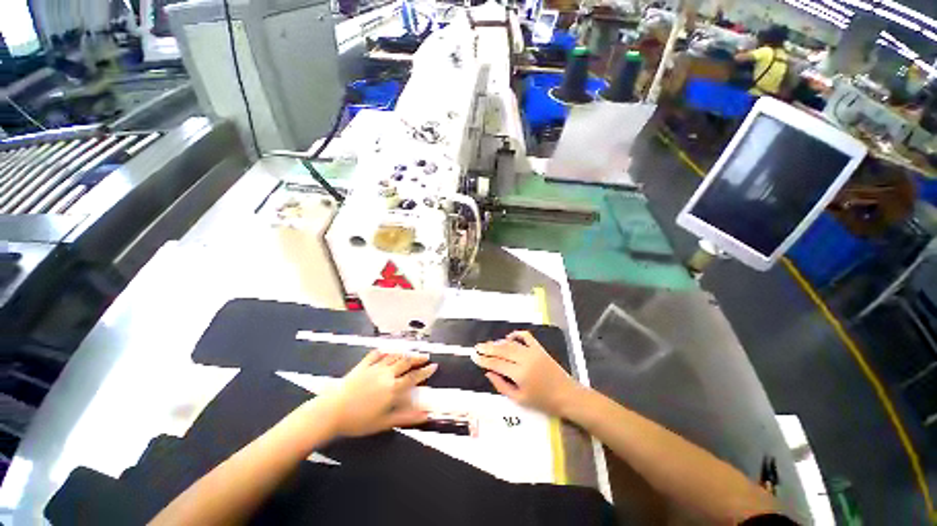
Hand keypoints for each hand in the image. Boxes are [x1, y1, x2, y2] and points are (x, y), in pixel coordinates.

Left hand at [318, 351, 436, 436]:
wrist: (331, 412)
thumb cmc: (358, 421)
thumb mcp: (384, 422)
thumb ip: (406, 417)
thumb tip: (426, 415)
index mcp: (393, 388)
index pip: (413, 377)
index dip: (425, 371)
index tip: (433, 366)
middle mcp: (387, 374)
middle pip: (406, 362)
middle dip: (417, 359)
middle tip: (426, 357)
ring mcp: (374, 368)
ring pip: (394, 357)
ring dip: (404, 354)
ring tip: (411, 353)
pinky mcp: (362, 365)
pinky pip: (376, 355)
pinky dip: (383, 352)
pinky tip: (387, 350)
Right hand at [472, 331, 583, 416]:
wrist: (567, 395)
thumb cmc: (542, 402)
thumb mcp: (520, 399)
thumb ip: (502, 385)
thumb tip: (488, 373)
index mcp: (519, 374)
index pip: (496, 363)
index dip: (484, 360)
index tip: (474, 356)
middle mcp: (524, 359)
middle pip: (501, 350)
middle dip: (487, 348)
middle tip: (477, 347)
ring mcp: (532, 351)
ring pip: (511, 343)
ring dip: (498, 343)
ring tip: (488, 344)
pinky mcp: (539, 348)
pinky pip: (526, 337)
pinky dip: (516, 334)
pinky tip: (508, 337)